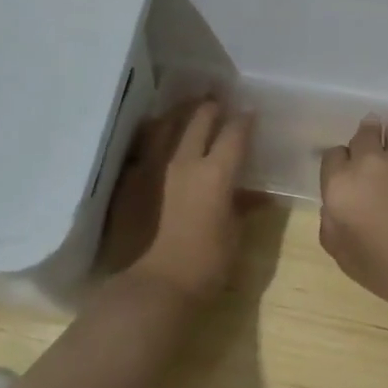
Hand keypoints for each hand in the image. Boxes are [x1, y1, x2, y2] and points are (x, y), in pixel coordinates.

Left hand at [101, 99, 254, 301]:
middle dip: (212, 107)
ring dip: (180, 112)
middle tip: (218, 101)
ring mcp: (153, 167)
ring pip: (166, 124)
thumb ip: (243, 208)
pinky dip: (155, 134)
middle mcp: (184, 161)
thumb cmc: (204, 265)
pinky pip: (144, 145)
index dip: (245, 119)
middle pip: (199, 119)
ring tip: (187, 108)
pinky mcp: (130, 179)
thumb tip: (257, 196)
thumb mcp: (234, 236)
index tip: (250, 112)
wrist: (153, 287)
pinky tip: (157, 134)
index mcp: (216, 173)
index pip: (235, 133)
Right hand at [318, 117, 387, 317]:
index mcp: (341, 185)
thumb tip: (333, 206)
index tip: (347, 176)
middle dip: (365, 141)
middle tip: (372, 157)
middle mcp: (370, 162)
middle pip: (363, 134)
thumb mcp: (344, 256)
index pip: (333, 155)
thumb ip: (330, 224)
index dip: (339, 164)